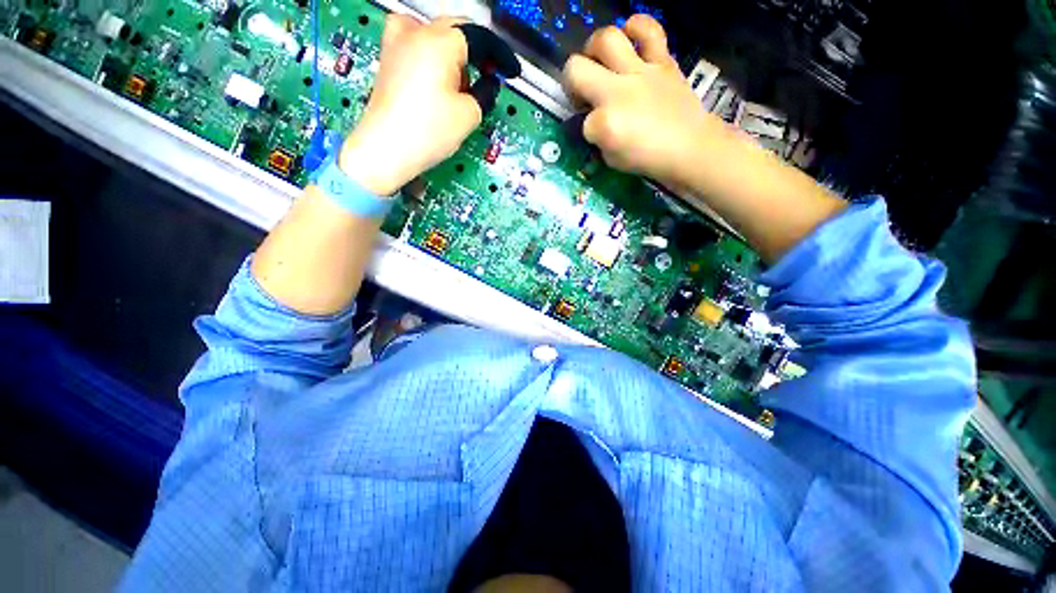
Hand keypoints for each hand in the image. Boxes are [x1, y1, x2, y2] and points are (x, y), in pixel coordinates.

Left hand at [338, 15, 481, 195]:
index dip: (499, 54)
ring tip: (458, 85)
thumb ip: (485, 93)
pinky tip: (433, 76)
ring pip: (436, 35)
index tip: (509, 71)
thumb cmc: (428, 131)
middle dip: (476, 54)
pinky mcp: (387, 57)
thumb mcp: (469, 115)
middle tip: (487, 78)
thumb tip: (488, 83)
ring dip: (453, 54)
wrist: (386, 148)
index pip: (478, 37)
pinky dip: (431, 55)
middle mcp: (416, 31)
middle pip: (456, 31)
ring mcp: (396, 41)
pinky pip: (416, 43)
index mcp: (440, 41)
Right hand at [563, 15, 723, 188]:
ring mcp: (641, 72)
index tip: (596, 135)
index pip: (582, 122)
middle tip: (582, 89)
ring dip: (595, 48)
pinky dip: (638, 28)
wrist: (690, 147)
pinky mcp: (662, 61)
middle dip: (571, 81)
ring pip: (606, 39)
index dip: (587, 129)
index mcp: (605, 124)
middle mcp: (617, 92)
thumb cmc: (649, 159)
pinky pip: (650, 30)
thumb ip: (599, 139)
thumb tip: (596, 123)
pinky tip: (631, 36)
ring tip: (599, 59)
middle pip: (576, 69)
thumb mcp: (613, 160)